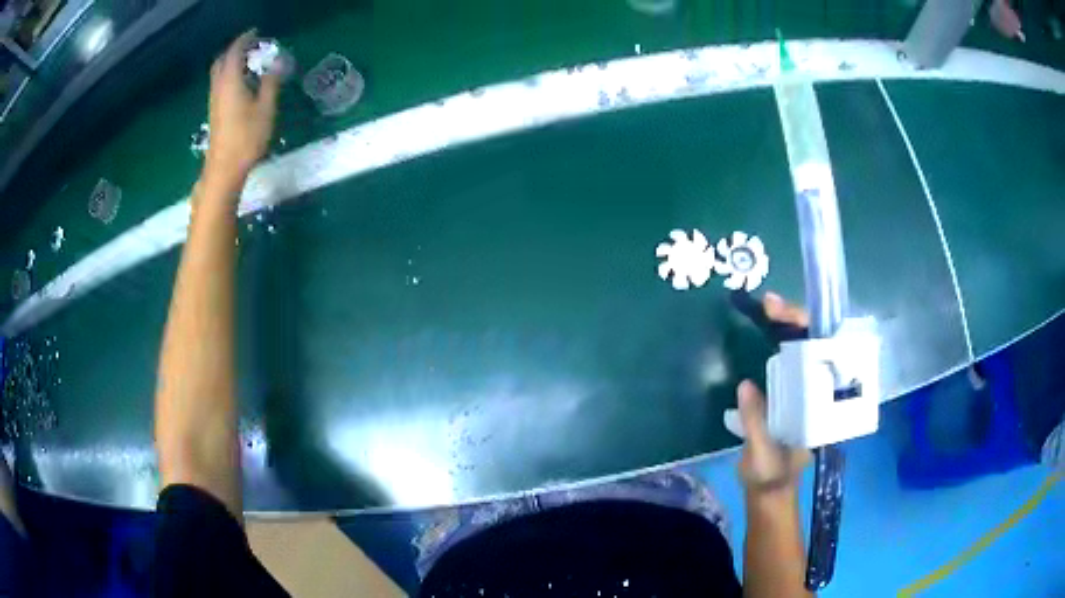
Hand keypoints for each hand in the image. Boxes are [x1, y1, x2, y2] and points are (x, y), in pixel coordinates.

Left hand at [204, 31, 280, 190]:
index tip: (256, 34)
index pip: (234, 52)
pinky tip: (242, 83)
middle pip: (221, 61)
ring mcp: (214, 101)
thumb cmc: (246, 138)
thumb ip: (270, 83)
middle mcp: (218, 88)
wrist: (224, 170)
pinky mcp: (215, 113)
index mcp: (230, 82)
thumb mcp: (266, 109)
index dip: (244, 40)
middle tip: (250, 47)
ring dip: (231, 63)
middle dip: (234, 50)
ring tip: (248, 63)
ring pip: (219, 74)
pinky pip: (220, 85)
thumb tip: (276, 64)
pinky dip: (229, 76)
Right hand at [726, 293, 810, 493]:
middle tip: (769, 304)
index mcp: (821, 407)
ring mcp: (804, 391)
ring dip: (786, 327)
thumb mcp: (763, 457)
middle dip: (796, 321)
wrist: (769, 489)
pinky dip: (775, 341)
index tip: (783, 317)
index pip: (824, 360)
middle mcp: (818, 393)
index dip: (808, 335)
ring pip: (803, 350)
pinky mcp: (789, 393)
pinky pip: (787, 361)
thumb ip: (756, 425)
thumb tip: (746, 385)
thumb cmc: (771, 476)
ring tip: (765, 308)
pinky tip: (763, 329)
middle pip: (816, 346)